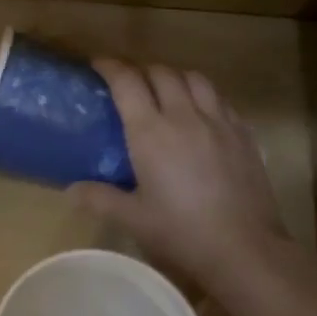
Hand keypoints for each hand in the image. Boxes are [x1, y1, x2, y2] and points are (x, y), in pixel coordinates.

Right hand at [69, 59, 288, 292]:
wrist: (245, 249)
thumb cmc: (182, 234)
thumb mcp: (133, 219)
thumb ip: (100, 198)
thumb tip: (70, 190)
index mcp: (151, 132)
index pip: (127, 82)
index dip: (110, 67)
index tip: (98, 66)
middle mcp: (184, 116)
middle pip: (161, 73)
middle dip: (141, 71)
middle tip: (130, 85)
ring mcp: (219, 122)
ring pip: (195, 78)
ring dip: (175, 78)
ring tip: (166, 92)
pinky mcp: (244, 133)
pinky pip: (220, 99)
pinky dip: (204, 96)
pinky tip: (200, 115)